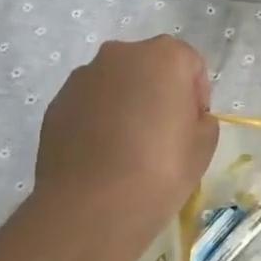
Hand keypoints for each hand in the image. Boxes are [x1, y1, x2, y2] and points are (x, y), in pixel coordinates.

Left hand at [34, 37, 219, 240]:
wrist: (92, 206)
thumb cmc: (160, 169)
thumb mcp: (204, 146)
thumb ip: (201, 120)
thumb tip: (186, 118)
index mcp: (164, 56)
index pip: (190, 63)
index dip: (196, 94)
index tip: (193, 125)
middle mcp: (121, 54)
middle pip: (149, 66)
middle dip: (158, 91)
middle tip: (163, 132)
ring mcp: (83, 77)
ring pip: (115, 83)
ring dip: (125, 103)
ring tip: (127, 146)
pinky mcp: (57, 103)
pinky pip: (88, 104)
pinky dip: (97, 119)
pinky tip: (101, 155)